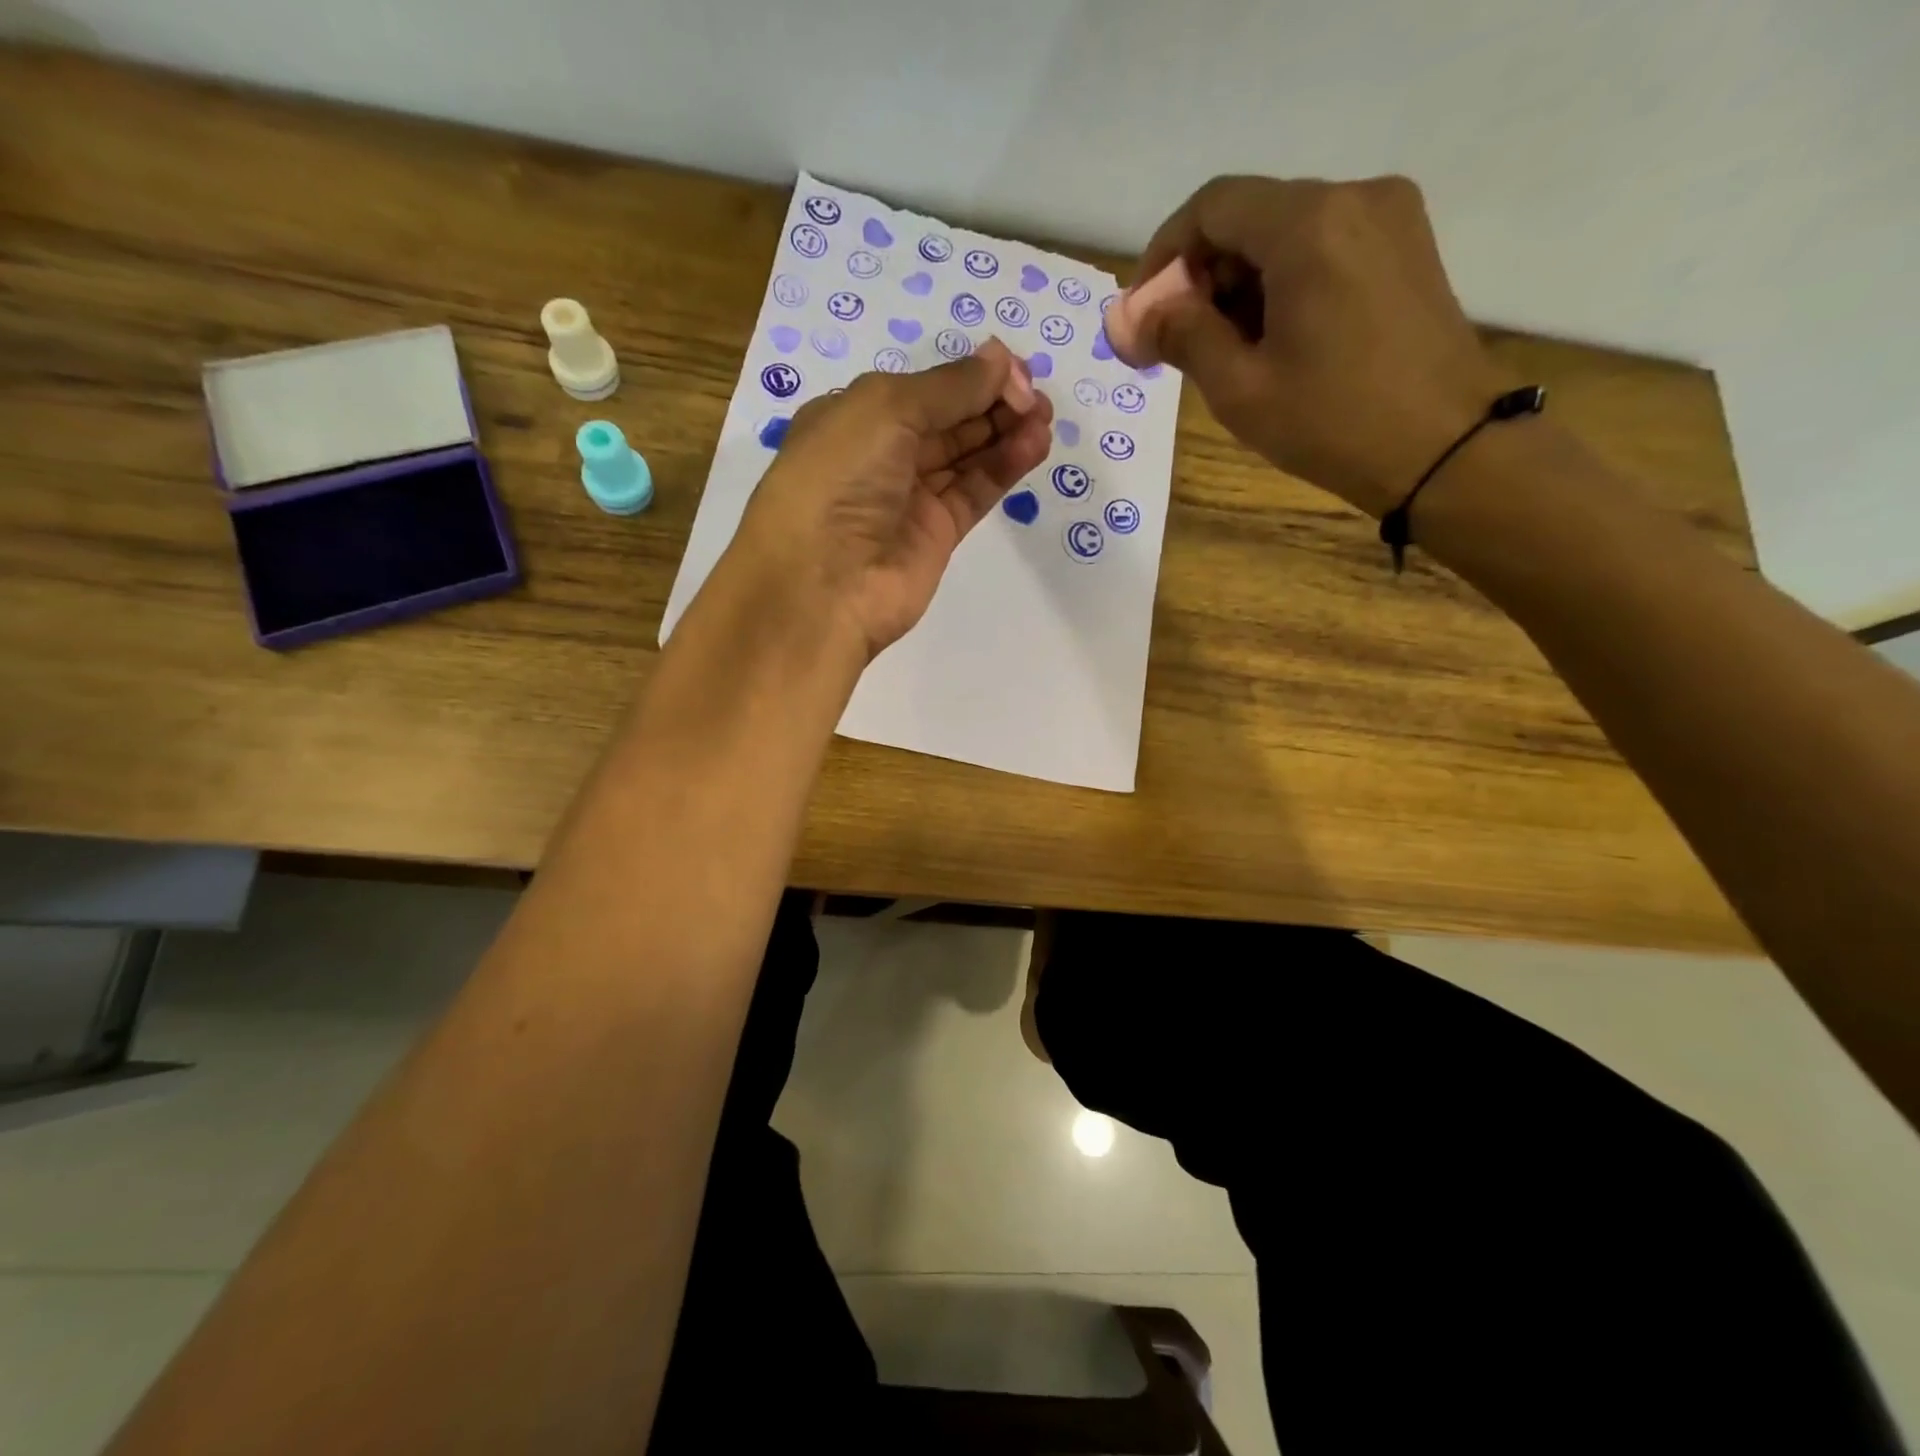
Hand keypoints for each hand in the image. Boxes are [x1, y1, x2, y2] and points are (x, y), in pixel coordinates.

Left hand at [727, 339, 1053, 658]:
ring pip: (966, 456)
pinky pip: (975, 492)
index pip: (923, 389)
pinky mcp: (936, 534)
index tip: (1015, 371)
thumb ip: (950, 386)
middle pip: (948, 420)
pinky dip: (1004, 467)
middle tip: (1039, 397)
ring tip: (1045, 419)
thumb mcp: (886, 409)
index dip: (969, 376)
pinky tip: (1034, 445)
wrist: (823, 587)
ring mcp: (910, 498)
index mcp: (853, 417)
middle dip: (993, 402)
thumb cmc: (839, 479)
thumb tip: (1001, 359)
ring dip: (1005, 433)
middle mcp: (881, 456)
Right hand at [1124, 175, 1516, 519]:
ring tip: (1226, 351)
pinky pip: (1324, 247)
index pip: (1212, 207)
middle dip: (1202, 276)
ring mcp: (1389, 217)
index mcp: (1308, 225)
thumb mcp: (1240, 388)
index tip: (1144, 312)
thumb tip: (1139, 316)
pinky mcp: (1406, 247)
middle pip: (1250, 216)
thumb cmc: (1332, 422)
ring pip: (1286, 233)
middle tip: (1178, 342)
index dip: (1165, 255)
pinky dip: (1283, 283)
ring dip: (1241, 284)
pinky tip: (1273, 339)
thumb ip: (1184, 337)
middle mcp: (1353, 198)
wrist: (1446, 448)